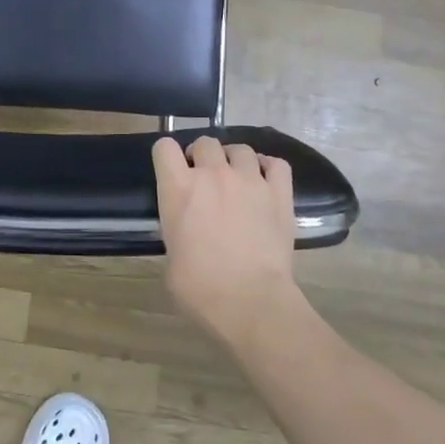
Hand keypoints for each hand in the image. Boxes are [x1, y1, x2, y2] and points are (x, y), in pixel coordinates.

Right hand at [152, 137, 298, 341]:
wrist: (249, 301)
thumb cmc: (199, 287)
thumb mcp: (170, 257)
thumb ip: (176, 229)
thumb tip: (187, 233)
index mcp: (178, 188)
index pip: (164, 147)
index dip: (166, 156)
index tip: (171, 170)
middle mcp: (213, 174)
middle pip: (205, 142)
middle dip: (201, 156)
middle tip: (204, 178)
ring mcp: (250, 180)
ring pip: (240, 149)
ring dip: (234, 160)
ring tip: (236, 178)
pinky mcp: (280, 193)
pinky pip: (276, 164)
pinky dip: (269, 167)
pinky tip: (265, 180)